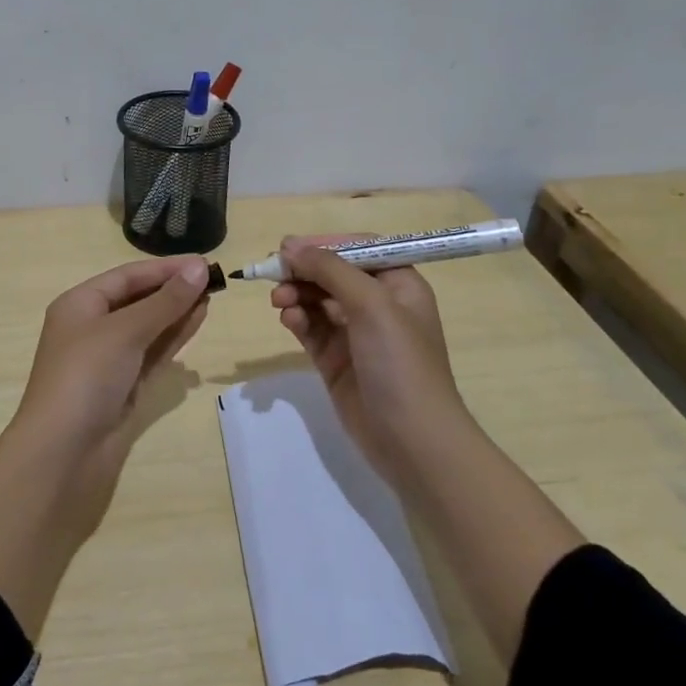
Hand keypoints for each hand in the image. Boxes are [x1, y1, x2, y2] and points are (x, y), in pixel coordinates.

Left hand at [0, 255, 211, 638]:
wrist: (62, 453)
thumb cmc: (85, 377)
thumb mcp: (125, 330)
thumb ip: (165, 301)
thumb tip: (198, 268)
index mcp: (80, 305)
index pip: (127, 276)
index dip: (165, 269)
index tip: (203, 262)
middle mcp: (91, 328)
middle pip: (138, 300)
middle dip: (173, 290)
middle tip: (213, 280)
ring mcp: (107, 361)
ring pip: (148, 327)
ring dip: (177, 312)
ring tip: (211, 297)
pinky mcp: (122, 388)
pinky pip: (151, 354)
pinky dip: (173, 339)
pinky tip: (196, 323)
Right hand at [270, 238, 468, 482]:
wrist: (412, 441)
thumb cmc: (400, 363)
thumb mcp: (372, 305)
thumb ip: (330, 270)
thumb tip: (291, 247)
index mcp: (399, 285)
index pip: (358, 249)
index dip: (324, 244)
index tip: (289, 247)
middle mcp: (379, 305)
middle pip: (333, 274)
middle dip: (304, 271)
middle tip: (273, 272)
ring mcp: (356, 335)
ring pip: (317, 300)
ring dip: (296, 294)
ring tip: (279, 301)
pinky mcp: (336, 361)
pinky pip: (311, 329)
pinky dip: (297, 320)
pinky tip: (288, 319)